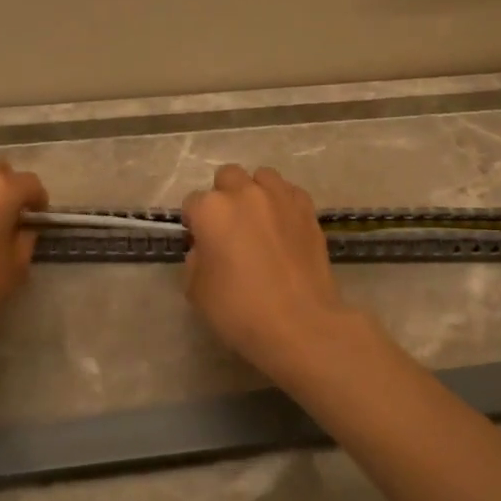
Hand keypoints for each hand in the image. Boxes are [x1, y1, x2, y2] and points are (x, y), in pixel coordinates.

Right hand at [181, 165, 356, 378]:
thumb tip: (206, 248)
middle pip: (227, 177)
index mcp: (211, 210)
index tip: (201, 244)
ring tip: (259, 220)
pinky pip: (290, 192)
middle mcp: (244, 193)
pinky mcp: (308, 209)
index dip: (195, 224)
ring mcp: (280, 197)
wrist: (300, 324)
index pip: (193, 203)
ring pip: (262, 177)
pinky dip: (283, 203)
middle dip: (224, 197)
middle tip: (230, 228)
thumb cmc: (239, 310)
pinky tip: (284, 226)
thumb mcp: (196, 290)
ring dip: (255, 192)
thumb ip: (195, 259)